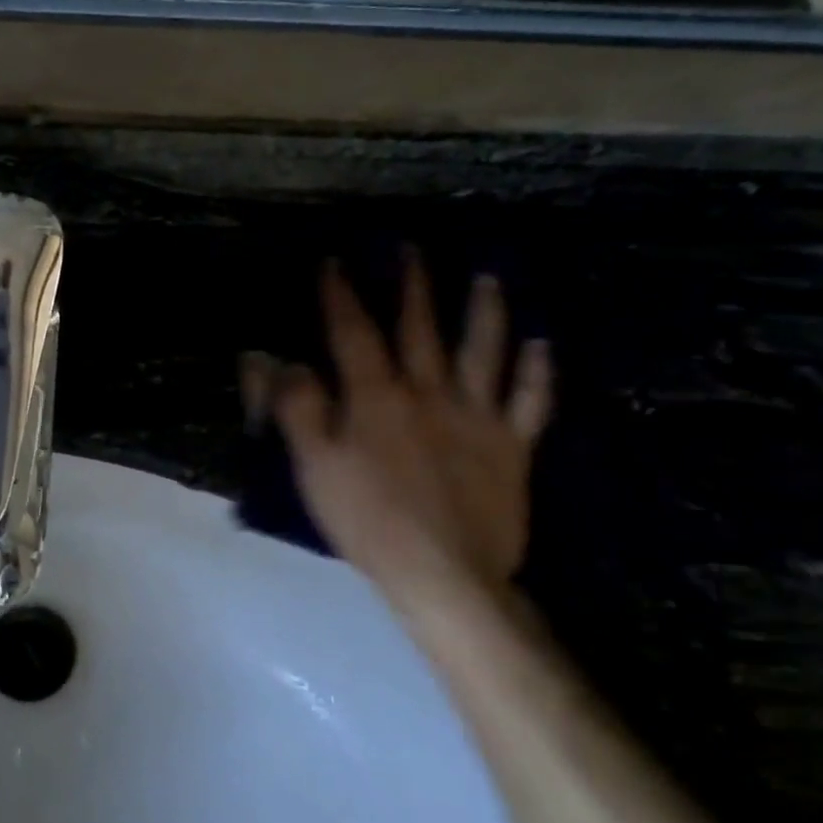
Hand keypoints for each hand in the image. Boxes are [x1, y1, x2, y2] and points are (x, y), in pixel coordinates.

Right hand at [262, 255, 551, 616]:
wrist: (444, 573)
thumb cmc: (368, 520)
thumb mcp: (315, 466)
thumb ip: (298, 408)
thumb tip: (279, 360)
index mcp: (377, 397)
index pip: (354, 333)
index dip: (342, 295)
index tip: (335, 262)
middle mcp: (429, 393)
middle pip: (421, 329)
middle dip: (413, 286)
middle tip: (412, 249)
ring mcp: (477, 418)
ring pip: (484, 352)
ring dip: (485, 312)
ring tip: (487, 278)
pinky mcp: (512, 447)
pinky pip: (531, 402)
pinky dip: (538, 371)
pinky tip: (542, 345)